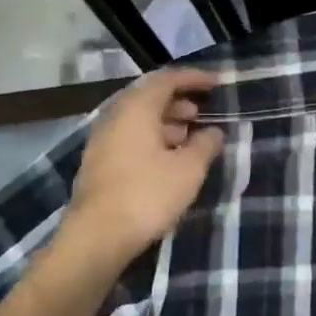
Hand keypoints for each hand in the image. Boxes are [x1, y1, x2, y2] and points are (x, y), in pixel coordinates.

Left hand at [63, 68, 224, 264]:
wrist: (97, 237)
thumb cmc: (148, 195)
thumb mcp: (189, 169)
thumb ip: (205, 144)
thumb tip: (214, 132)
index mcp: (136, 109)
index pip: (166, 79)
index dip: (194, 78)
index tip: (218, 83)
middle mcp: (115, 117)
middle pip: (149, 97)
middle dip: (180, 100)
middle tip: (204, 112)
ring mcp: (103, 141)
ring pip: (139, 119)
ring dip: (167, 121)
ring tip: (191, 136)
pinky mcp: (99, 163)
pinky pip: (131, 138)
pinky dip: (154, 138)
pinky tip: (170, 158)